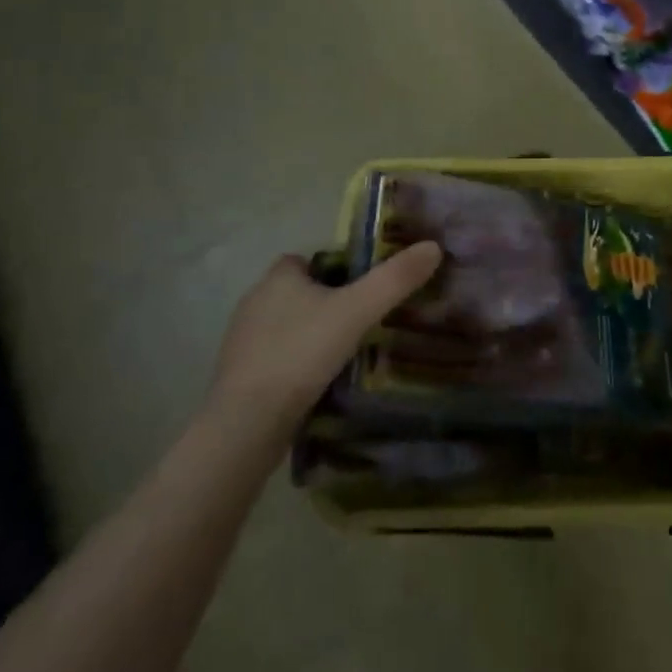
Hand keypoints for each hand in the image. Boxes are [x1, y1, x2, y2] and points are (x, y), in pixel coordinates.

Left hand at [207, 242, 443, 424]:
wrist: (247, 423)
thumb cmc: (301, 353)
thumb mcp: (357, 311)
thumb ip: (395, 280)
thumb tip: (433, 247)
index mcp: (278, 278)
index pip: (306, 260)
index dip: (333, 269)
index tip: (360, 289)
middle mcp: (254, 301)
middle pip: (297, 292)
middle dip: (324, 303)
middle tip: (360, 322)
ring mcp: (241, 342)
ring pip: (285, 326)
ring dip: (308, 336)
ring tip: (343, 354)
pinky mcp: (238, 377)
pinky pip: (274, 359)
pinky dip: (294, 365)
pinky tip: (317, 383)